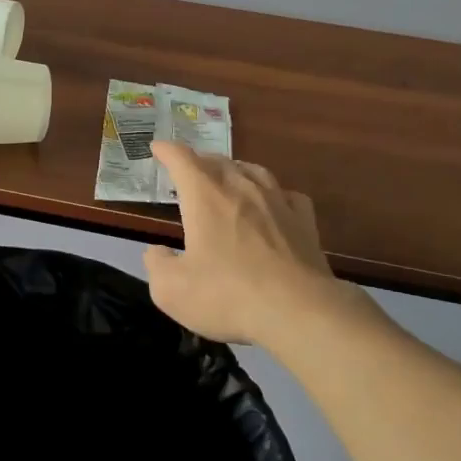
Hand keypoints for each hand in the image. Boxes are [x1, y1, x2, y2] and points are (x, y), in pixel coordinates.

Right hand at [143, 142, 340, 347]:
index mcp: (205, 196)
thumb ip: (157, 265)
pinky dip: (274, 193)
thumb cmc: (228, 295)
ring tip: (229, 176)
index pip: (182, 160)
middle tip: (189, 169)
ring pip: (253, 171)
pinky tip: (274, 203)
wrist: (298, 312)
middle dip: (199, 161)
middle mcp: (241, 188)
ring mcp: (277, 202)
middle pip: (217, 161)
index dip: (167, 151)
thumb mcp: (172, 290)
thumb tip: (156, 252)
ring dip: (235, 170)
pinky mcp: (304, 222)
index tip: (158, 147)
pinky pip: (287, 195)